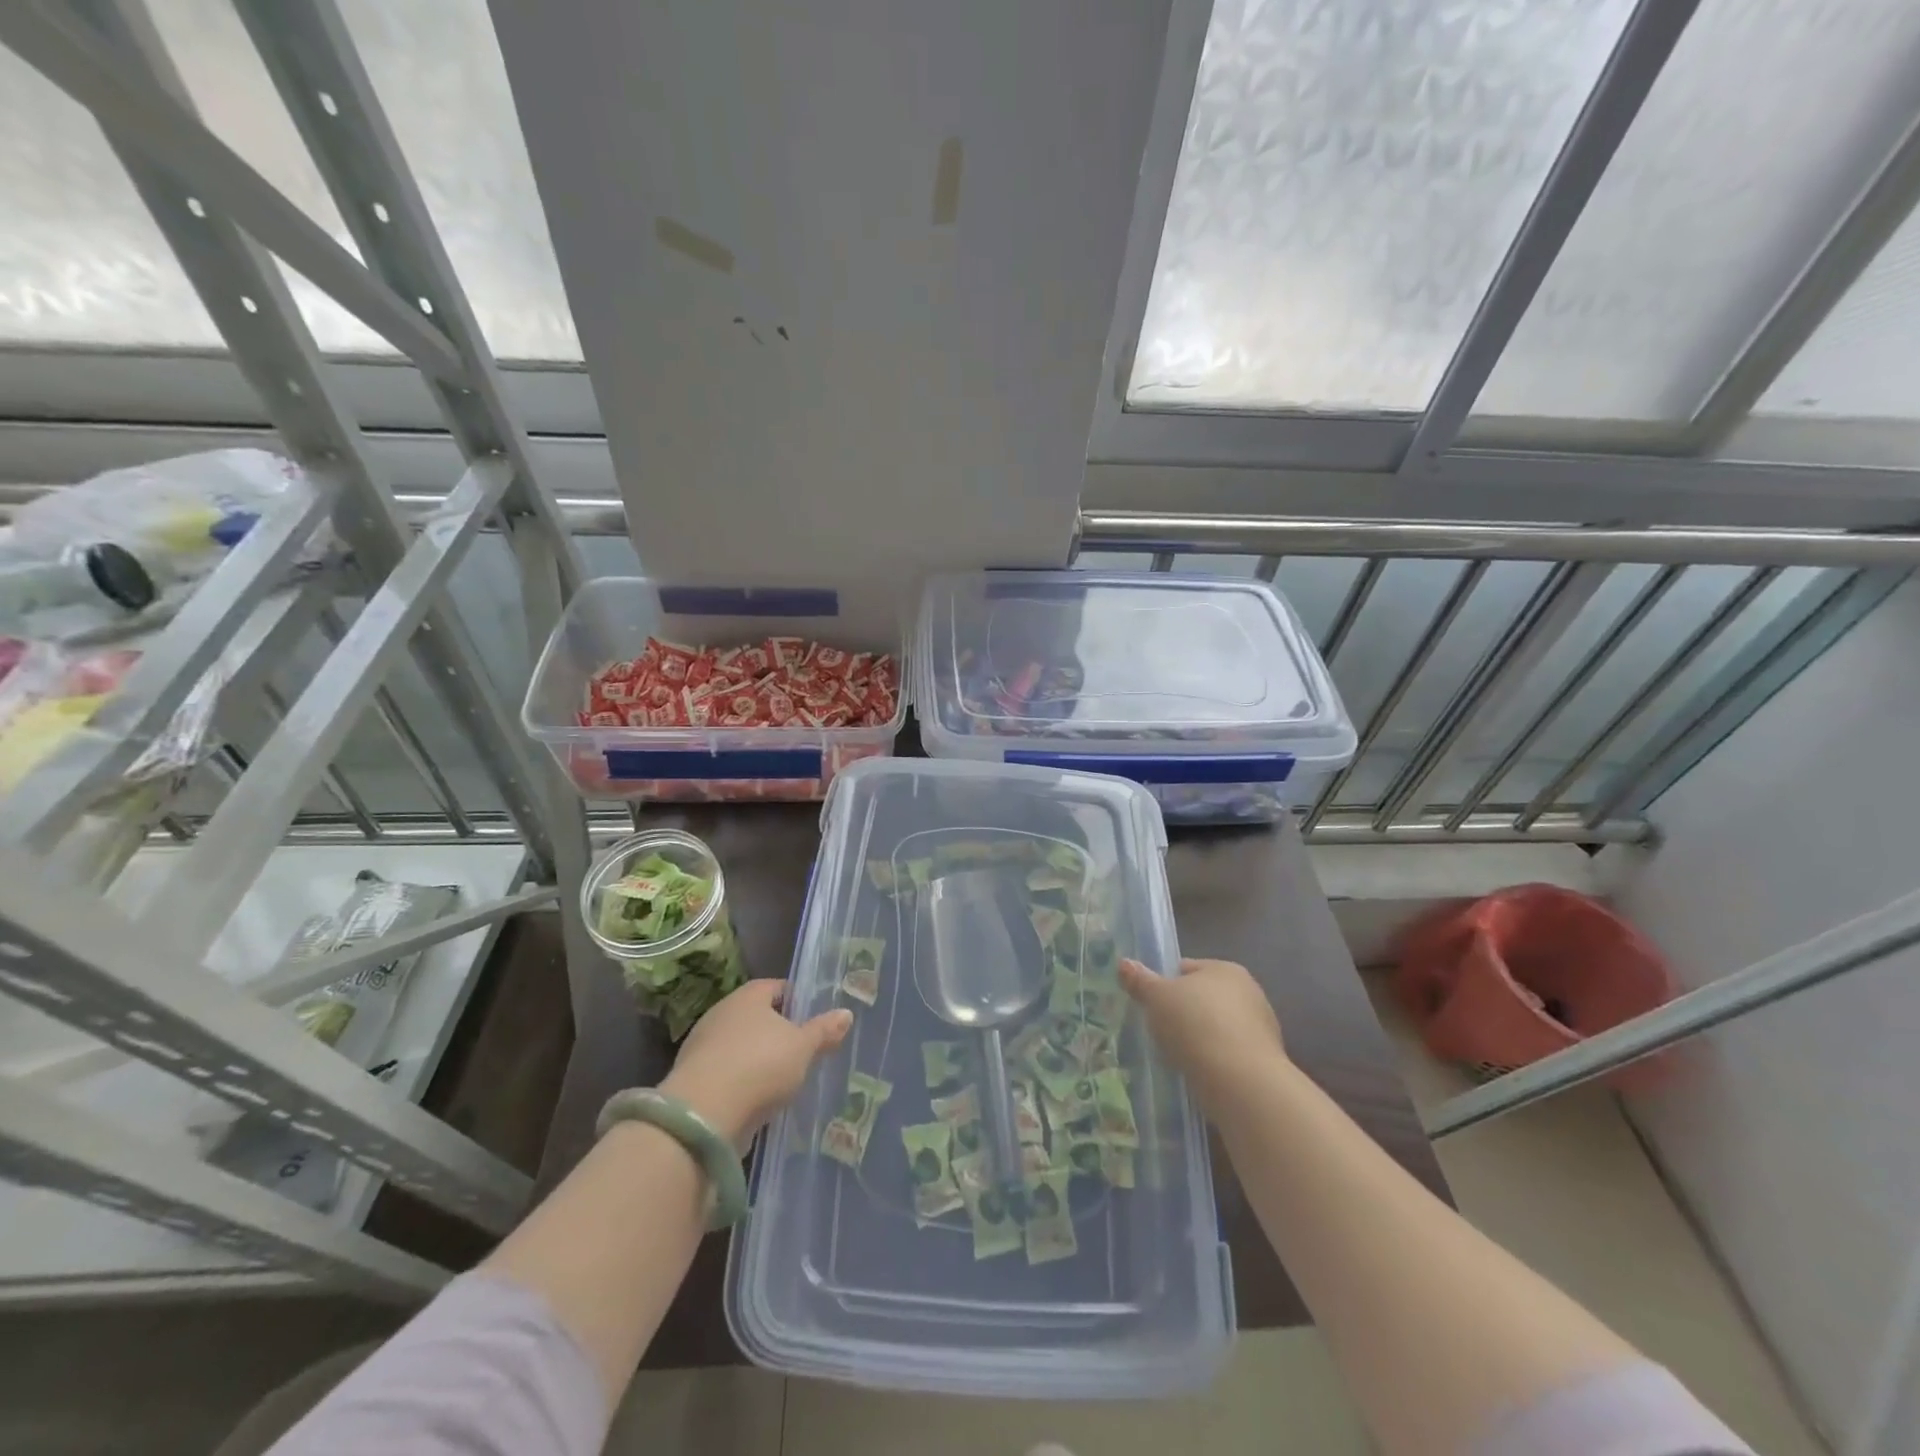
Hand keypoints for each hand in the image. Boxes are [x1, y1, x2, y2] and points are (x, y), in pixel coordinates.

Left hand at [660, 980, 851, 1145]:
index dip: (796, 1000)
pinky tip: (757, 1099)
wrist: (704, 1114)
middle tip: (801, 1050)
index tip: (812, 1019)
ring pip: (739, 1045)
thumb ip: (824, 1031)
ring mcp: (703, 1045)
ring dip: (757, 1059)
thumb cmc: (761, 1065)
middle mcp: (722, 1012)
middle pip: (756, 1016)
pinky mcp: (692, 1078)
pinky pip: (725, 1072)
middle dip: (776, 1032)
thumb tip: (846, 1014)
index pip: (776, 987)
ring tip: (782, 1080)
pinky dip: (740, 1082)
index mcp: (748, 995)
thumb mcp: (803, 1047)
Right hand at [1119, 957, 1288, 1116]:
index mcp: (1225, 969)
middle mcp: (1249, 992)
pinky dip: (1214, 1060)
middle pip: (1204, 998)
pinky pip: (1228, 1053)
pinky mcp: (1264, 1060)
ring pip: (1217, 1027)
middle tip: (1161, 1030)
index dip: (1166, 984)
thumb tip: (1124, 963)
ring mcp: (1261, 1027)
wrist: (1241, 1082)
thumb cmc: (1195, 1025)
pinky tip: (1198, 1073)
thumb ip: (1140, 980)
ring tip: (1177, 1056)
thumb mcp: (1157, 998)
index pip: (1187, 969)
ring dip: (1200, 1038)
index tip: (1151, 1005)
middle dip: (1184, 1012)